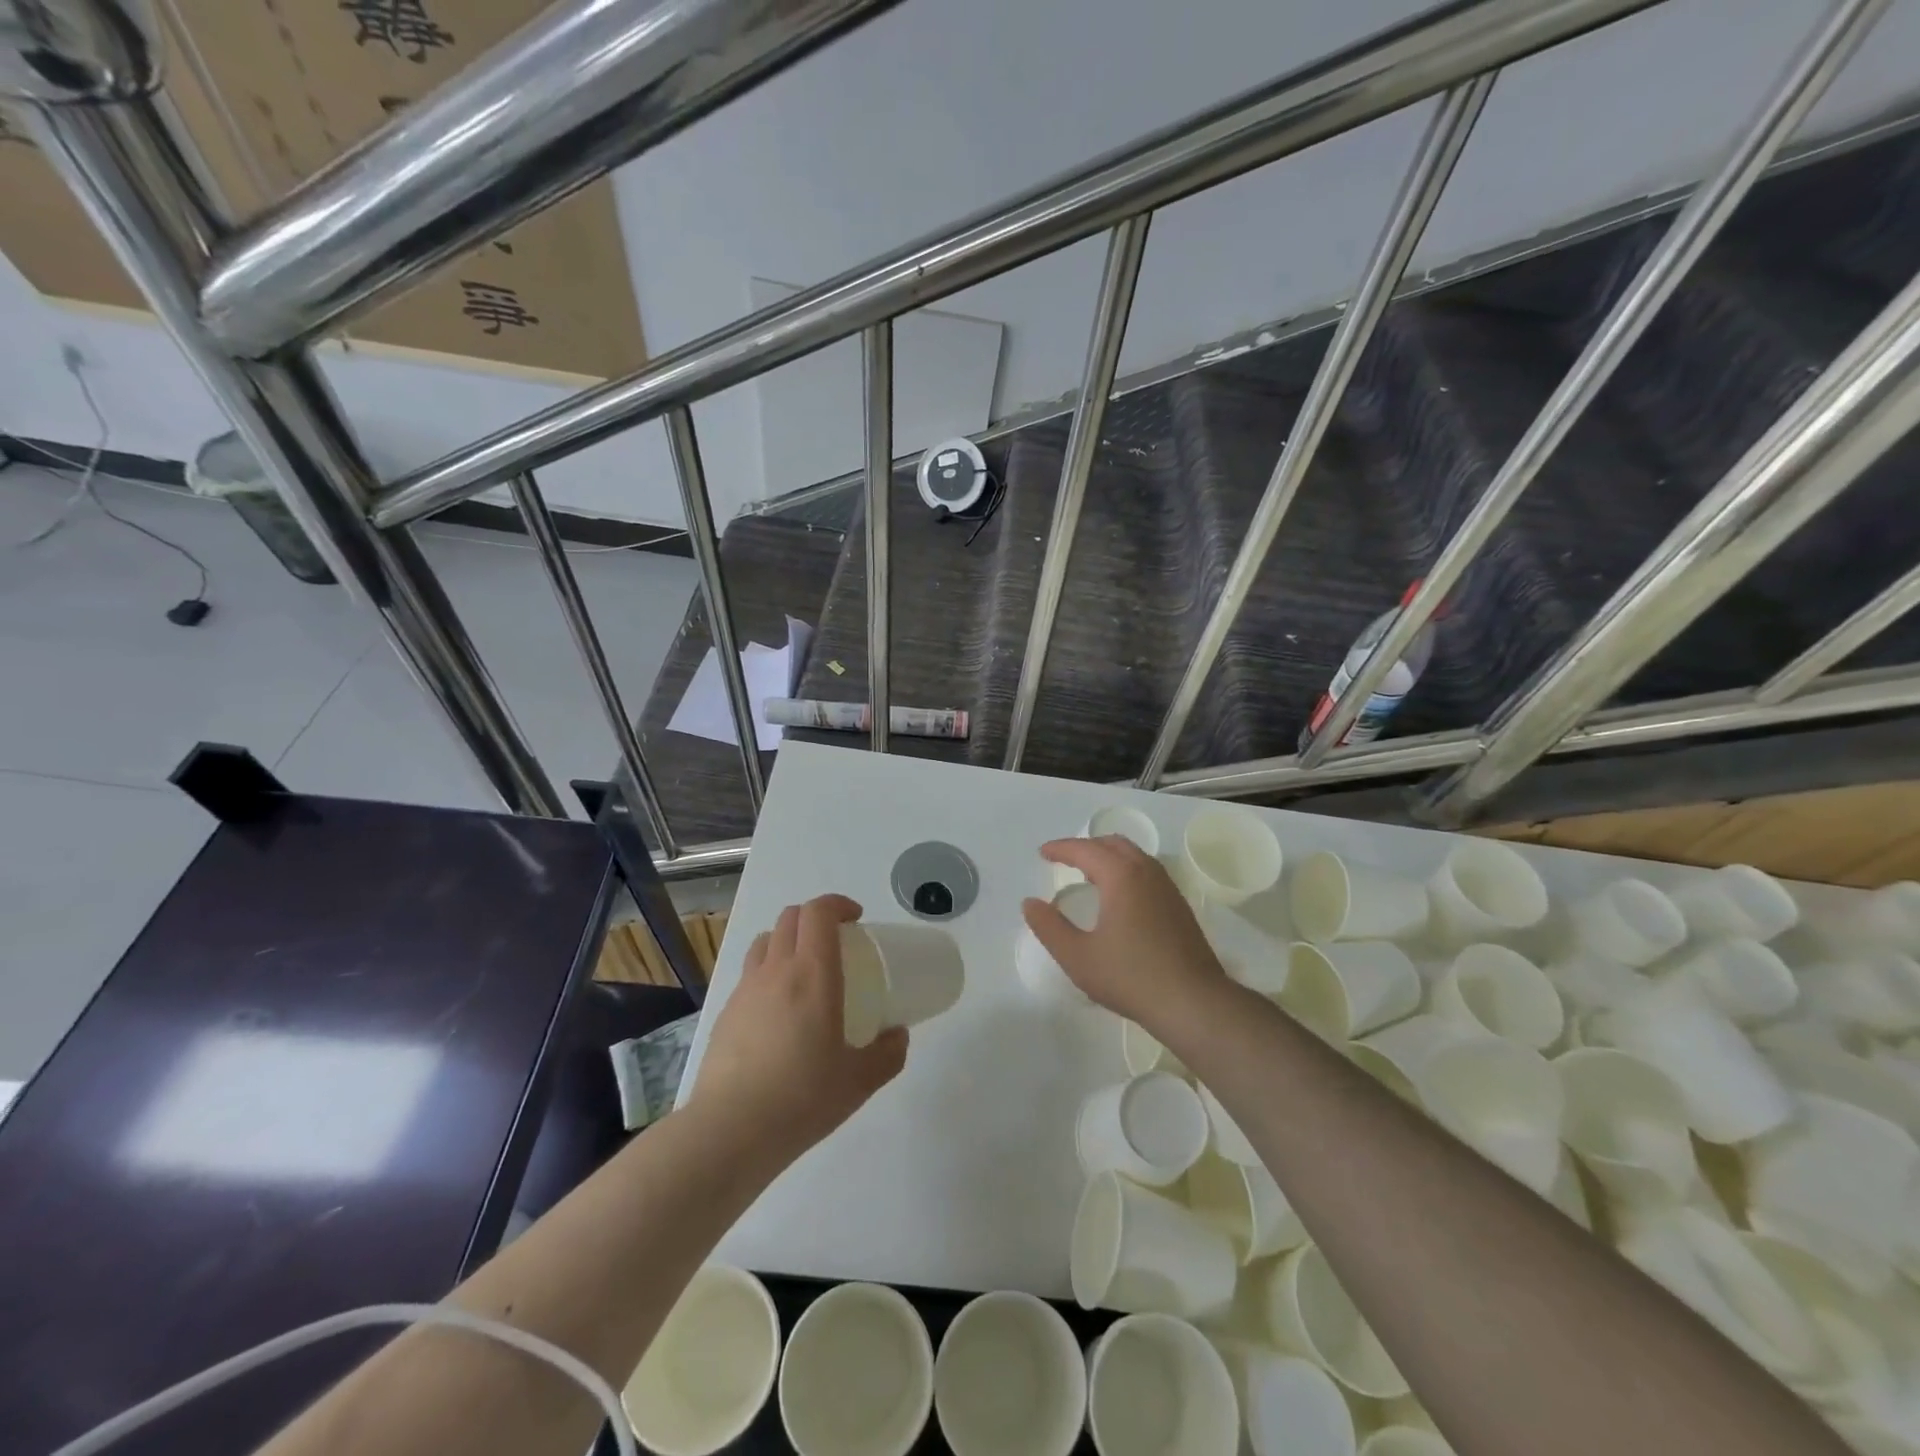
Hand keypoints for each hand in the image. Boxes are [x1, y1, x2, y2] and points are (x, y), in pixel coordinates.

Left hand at [692, 894, 907, 1161]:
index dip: (838, 904)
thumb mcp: (860, 1081)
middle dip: (815, 918)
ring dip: (788, 940)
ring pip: (766, 941)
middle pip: (790, 918)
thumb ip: (887, 1053)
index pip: (818, 912)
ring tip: (805, 971)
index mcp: (812, 974)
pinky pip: (749, 975)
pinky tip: (779, 1013)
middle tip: (836, 942)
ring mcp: (745, 990)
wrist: (729, 1132)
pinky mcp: (725, 1014)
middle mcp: (775, 970)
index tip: (856, 919)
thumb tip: (898, 1036)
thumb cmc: (802, 1098)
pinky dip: (768, 974)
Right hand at [1021, 837, 1228, 1027]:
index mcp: (1121, 876)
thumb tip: (1030, 903)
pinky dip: (1126, 871)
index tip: (1043, 853)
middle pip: (1113, 845)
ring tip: (1089, 875)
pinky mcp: (1179, 906)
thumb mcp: (1078, 956)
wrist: (1193, 1002)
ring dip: (1108, 857)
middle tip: (1065, 860)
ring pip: (1134, 857)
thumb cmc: (1130, 977)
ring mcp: (1167, 888)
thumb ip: (1049, 927)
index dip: (1061, 848)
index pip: (1086, 850)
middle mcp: (1146, 872)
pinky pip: (1147, 873)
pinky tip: (1119, 898)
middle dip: (1086, 847)